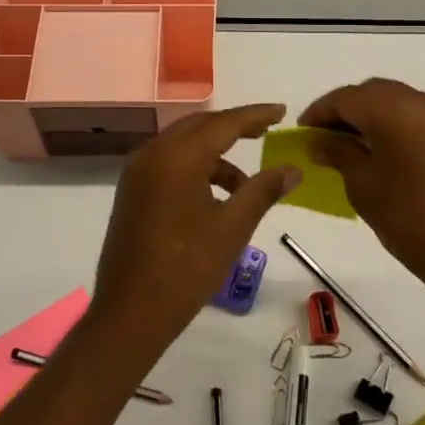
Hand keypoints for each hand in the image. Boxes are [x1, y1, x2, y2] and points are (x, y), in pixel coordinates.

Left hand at [89, 104, 301, 350]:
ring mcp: (137, 173)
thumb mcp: (232, 227)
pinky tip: (216, 196)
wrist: (131, 312)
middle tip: (266, 131)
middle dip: (234, 128)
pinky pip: (168, 164)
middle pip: (200, 127)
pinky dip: (195, 169)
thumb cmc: (187, 268)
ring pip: (183, 146)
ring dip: (215, 155)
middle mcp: (152, 154)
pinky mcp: (131, 192)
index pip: (224, 123)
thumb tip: (293, 169)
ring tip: (246, 184)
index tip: (282, 111)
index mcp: (177, 156)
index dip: (255, 115)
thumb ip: (263, 190)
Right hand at [299, 79, 424, 290]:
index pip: (347, 98)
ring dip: (370, 115)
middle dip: (345, 109)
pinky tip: (382, 150)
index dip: (320, 111)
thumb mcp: (363, 186)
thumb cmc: (410, 220)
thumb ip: (338, 153)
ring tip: (349, 144)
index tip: (302, 131)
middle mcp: (424, 102)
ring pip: (397, 102)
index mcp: (396, 110)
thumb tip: (320, 141)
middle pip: (373, 93)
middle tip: (323, 135)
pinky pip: (417, 117)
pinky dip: (394, 124)